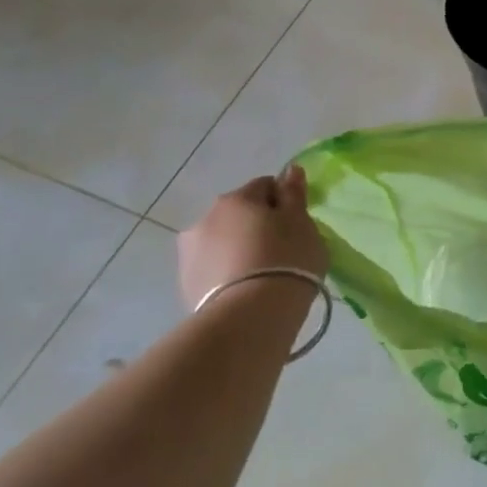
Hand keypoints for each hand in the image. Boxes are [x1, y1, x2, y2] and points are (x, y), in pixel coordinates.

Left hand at [176, 166, 327, 313]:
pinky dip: (226, 273)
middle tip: (281, 252)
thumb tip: (289, 170)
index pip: (265, 186)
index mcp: (237, 199)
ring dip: (238, 249)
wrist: (250, 317)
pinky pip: (212, 268)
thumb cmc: (286, 260)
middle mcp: (206, 218)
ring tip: (260, 275)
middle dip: (257, 226)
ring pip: (222, 241)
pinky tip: (244, 291)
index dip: (284, 202)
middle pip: (239, 213)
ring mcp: (190, 253)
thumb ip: (294, 194)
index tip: (297, 225)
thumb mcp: (301, 223)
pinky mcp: (185, 284)